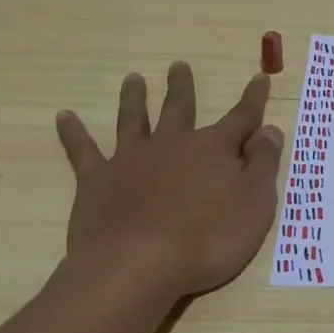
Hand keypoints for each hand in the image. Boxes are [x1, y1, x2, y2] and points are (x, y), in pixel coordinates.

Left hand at [55, 61, 284, 297]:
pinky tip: (64, 116)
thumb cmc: (208, 239)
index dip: (253, 99)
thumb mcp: (255, 203)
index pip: (242, 117)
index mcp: (214, 149)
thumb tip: (269, 129)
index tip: (259, 77)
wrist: (137, 267)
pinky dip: (73, 133)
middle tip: (177, 65)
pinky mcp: (97, 182)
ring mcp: (131, 160)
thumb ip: (263, 164)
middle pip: (180, 108)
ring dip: (134, 98)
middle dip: (182, 87)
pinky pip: (83, 151)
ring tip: (132, 79)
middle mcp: (173, 144)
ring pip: (133, 120)